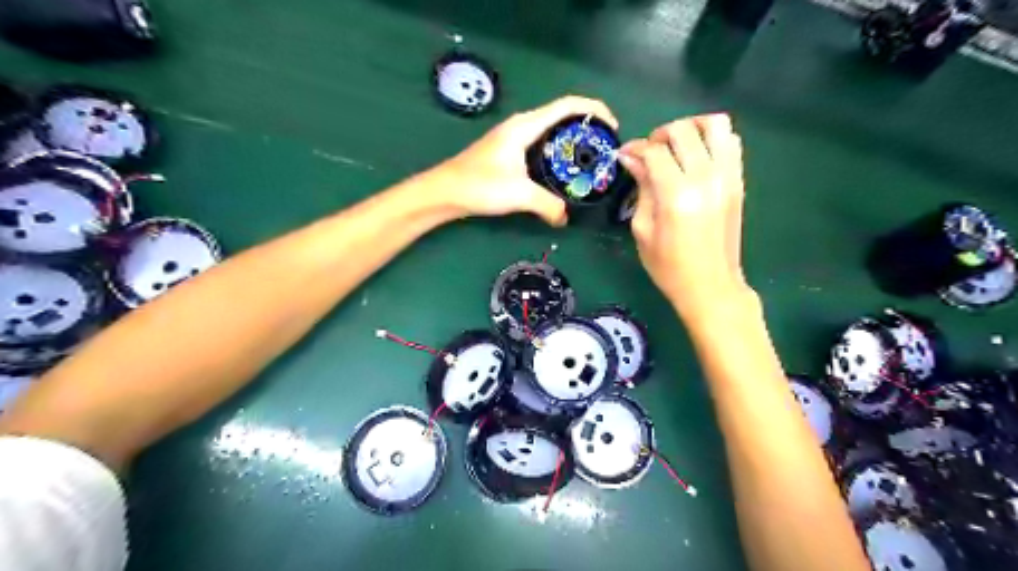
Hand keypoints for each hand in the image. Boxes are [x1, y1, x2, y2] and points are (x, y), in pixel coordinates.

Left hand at [433, 94, 615, 224]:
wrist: (444, 191)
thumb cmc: (479, 185)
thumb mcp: (519, 194)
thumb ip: (548, 205)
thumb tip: (565, 218)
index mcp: (526, 125)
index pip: (568, 105)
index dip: (594, 109)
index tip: (613, 126)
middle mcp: (522, 125)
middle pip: (563, 115)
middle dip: (588, 126)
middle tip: (605, 148)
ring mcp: (514, 138)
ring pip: (552, 131)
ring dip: (572, 140)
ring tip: (590, 159)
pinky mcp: (509, 152)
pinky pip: (542, 144)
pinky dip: (558, 152)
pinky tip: (563, 171)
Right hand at [616, 114, 748, 318]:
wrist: (711, 286)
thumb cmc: (668, 266)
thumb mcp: (643, 229)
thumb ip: (641, 188)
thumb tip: (631, 158)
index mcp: (677, 195)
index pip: (654, 152)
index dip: (635, 148)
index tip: (624, 154)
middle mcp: (706, 178)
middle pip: (684, 130)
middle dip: (660, 134)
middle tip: (649, 152)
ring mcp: (728, 177)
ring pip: (715, 125)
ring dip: (691, 127)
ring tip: (676, 146)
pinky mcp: (738, 181)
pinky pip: (731, 142)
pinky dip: (712, 139)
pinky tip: (697, 156)